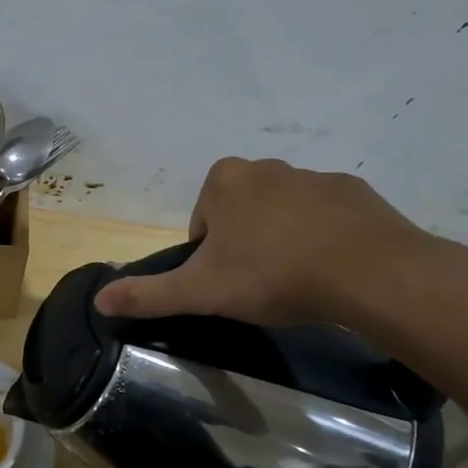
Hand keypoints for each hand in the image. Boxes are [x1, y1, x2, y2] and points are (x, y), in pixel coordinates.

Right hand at [93, 157, 467, 339]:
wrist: (369, 271)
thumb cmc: (272, 274)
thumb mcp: (201, 291)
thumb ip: (149, 294)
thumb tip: (98, 300)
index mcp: (224, 180)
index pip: (201, 223)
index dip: (209, 258)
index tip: (229, 284)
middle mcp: (266, 167)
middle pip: (240, 215)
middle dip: (245, 247)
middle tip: (261, 286)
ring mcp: (314, 176)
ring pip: (283, 215)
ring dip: (283, 242)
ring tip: (298, 283)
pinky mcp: (355, 191)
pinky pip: (325, 217)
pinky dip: (322, 239)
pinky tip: (332, 271)